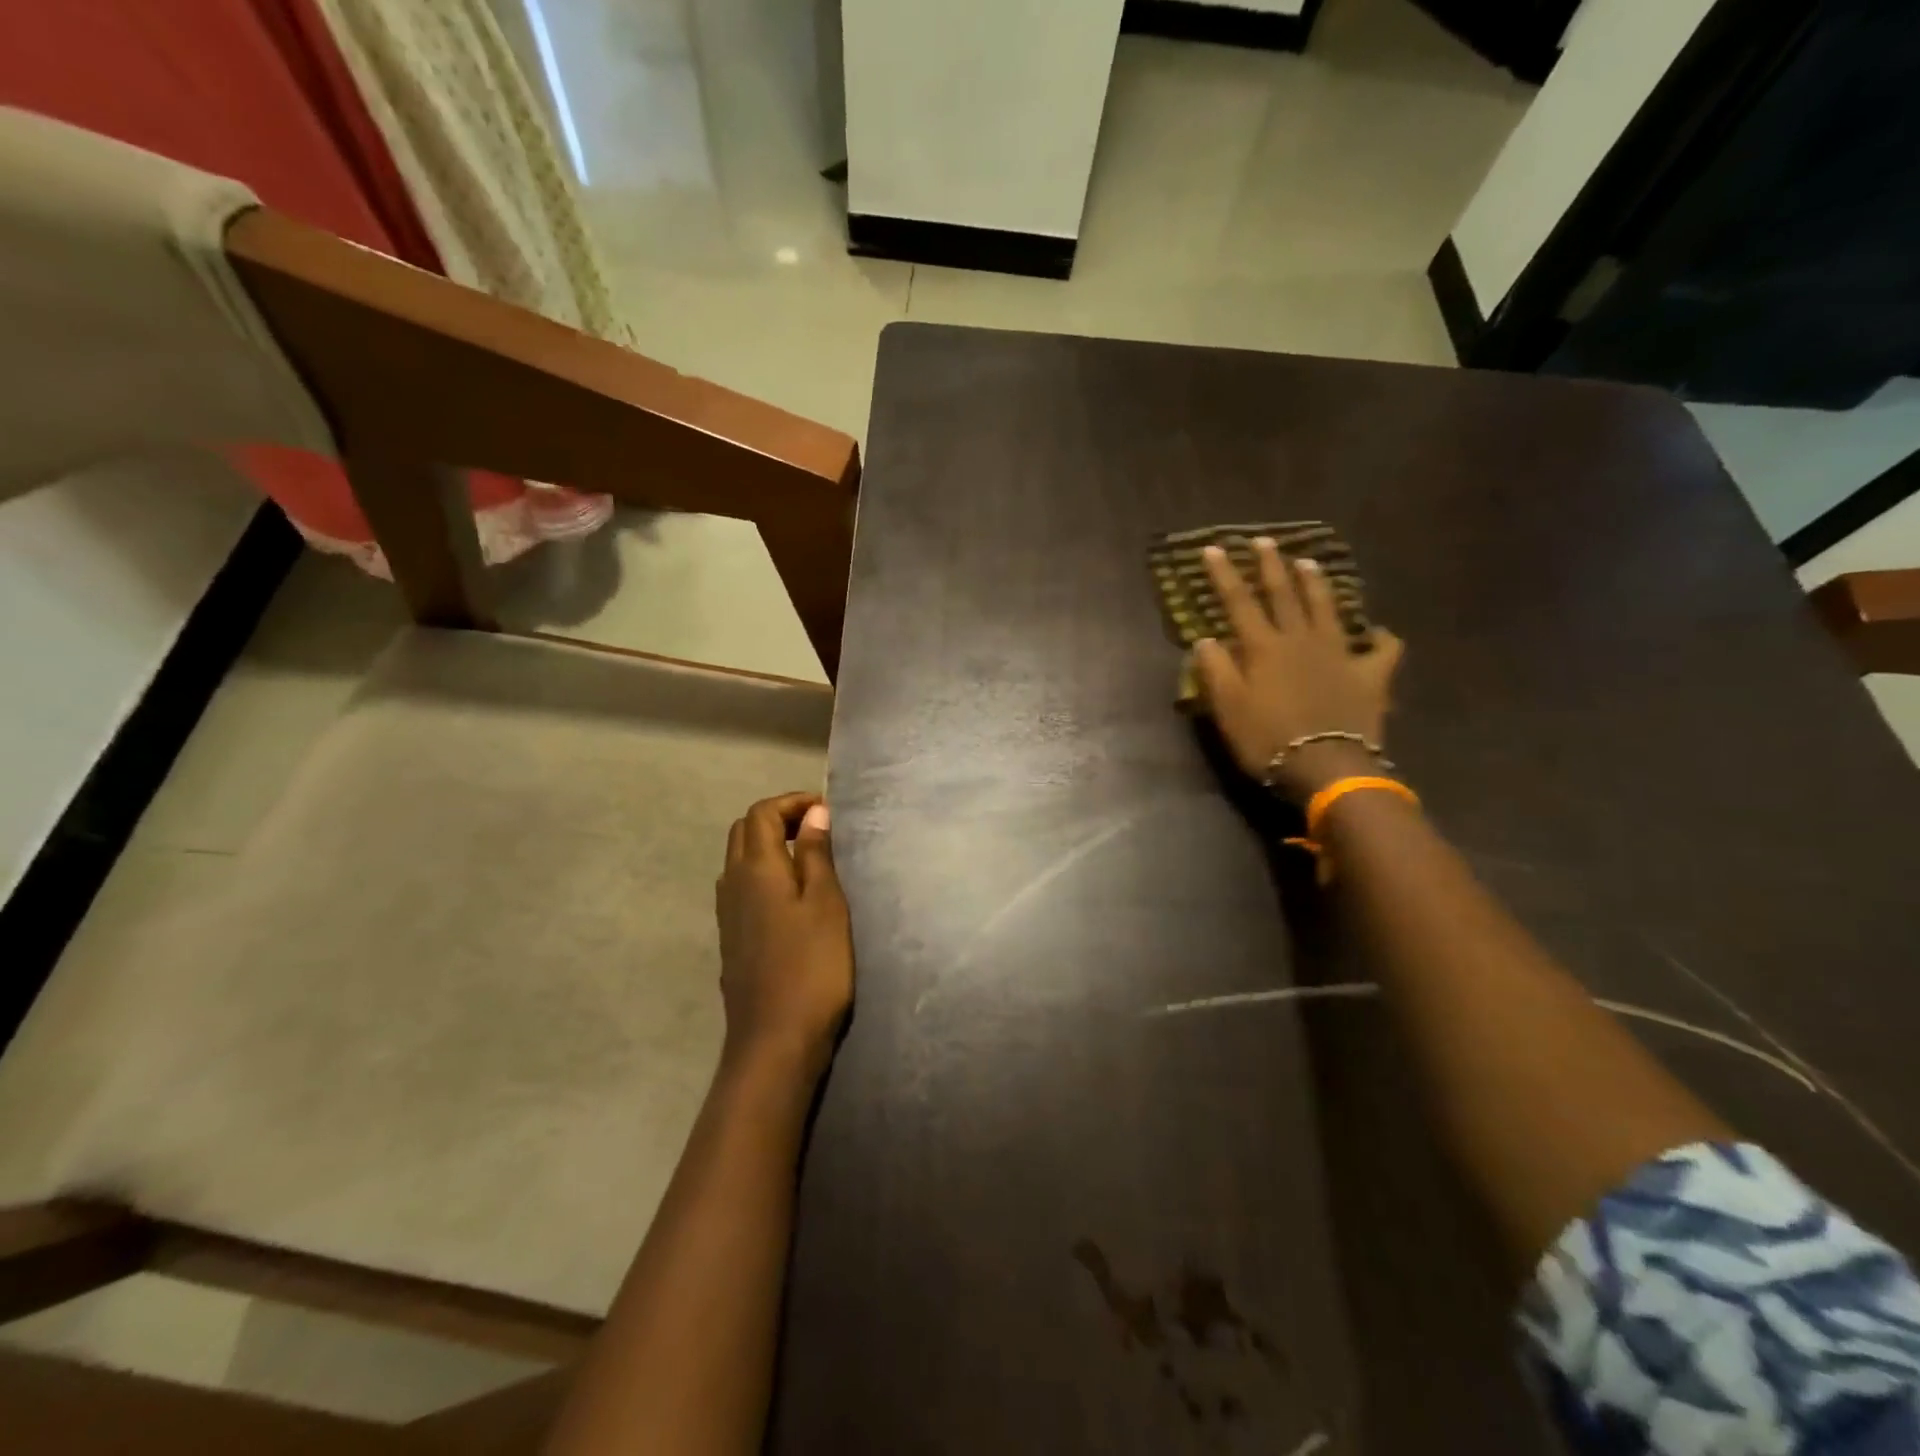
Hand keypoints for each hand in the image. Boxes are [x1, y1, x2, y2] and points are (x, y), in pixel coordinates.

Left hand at [715, 793, 852, 1081]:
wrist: (774, 1039)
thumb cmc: (812, 967)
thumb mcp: (826, 904)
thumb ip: (817, 854)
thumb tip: (815, 813)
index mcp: (756, 868)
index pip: (762, 813)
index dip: (792, 802)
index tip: (826, 810)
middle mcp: (732, 883)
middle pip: (744, 830)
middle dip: (778, 818)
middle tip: (818, 828)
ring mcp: (727, 913)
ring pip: (739, 859)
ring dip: (769, 844)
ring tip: (808, 857)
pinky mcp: (731, 937)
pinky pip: (741, 886)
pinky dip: (764, 872)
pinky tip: (790, 895)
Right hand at [1194, 538, 1404, 801]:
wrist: (1327, 766)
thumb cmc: (1267, 739)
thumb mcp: (1227, 708)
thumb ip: (1215, 670)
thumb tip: (1205, 640)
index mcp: (1263, 647)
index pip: (1238, 601)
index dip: (1224, 574)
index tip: (1214, 548)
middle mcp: (1301, 639)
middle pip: (1284, 594)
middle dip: (1271, 566)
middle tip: (1264, 541)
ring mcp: (1340, 653)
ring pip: (1327, 608)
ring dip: (1316, 584)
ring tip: (1309, 563)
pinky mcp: (1370, 674)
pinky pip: (1382, 649)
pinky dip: (1379, 638)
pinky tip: (1377, 633)